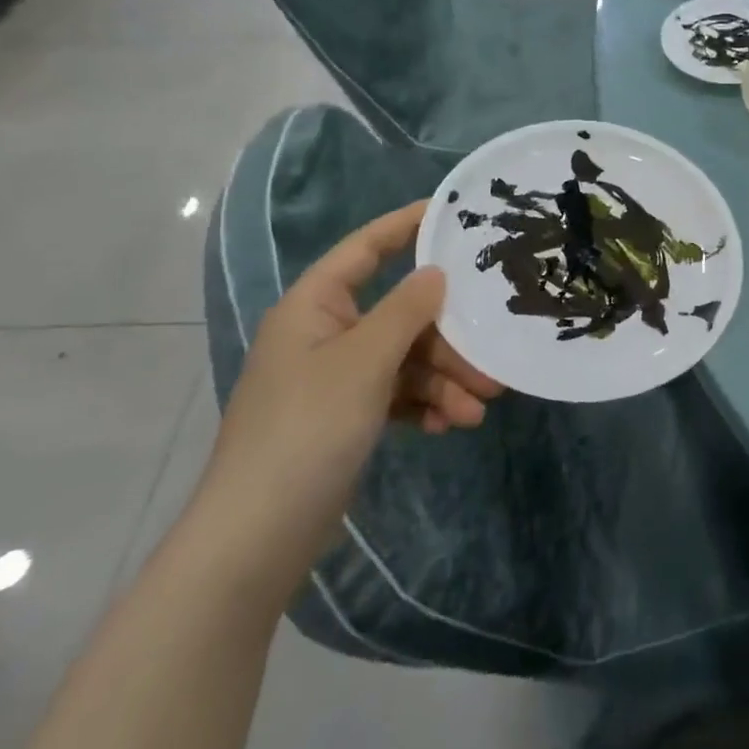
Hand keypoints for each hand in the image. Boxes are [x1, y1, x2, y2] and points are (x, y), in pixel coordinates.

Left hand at [200, 201, 504, 576]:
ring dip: (443, 380)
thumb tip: (436, 272)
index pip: (365, 249)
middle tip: (491, 359)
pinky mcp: (345, 417)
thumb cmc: (307, 429)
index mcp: (315, 307)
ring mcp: (335, 378)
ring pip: (404, 360)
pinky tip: (450, 425)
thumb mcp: (364, 362)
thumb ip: (406, 311)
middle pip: (400, 315)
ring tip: (478, 408)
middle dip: (447, 339)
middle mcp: (325, 334)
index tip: (454, 212)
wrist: (257, 536)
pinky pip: (396, 395)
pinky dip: (424, 405)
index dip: (406, 226)